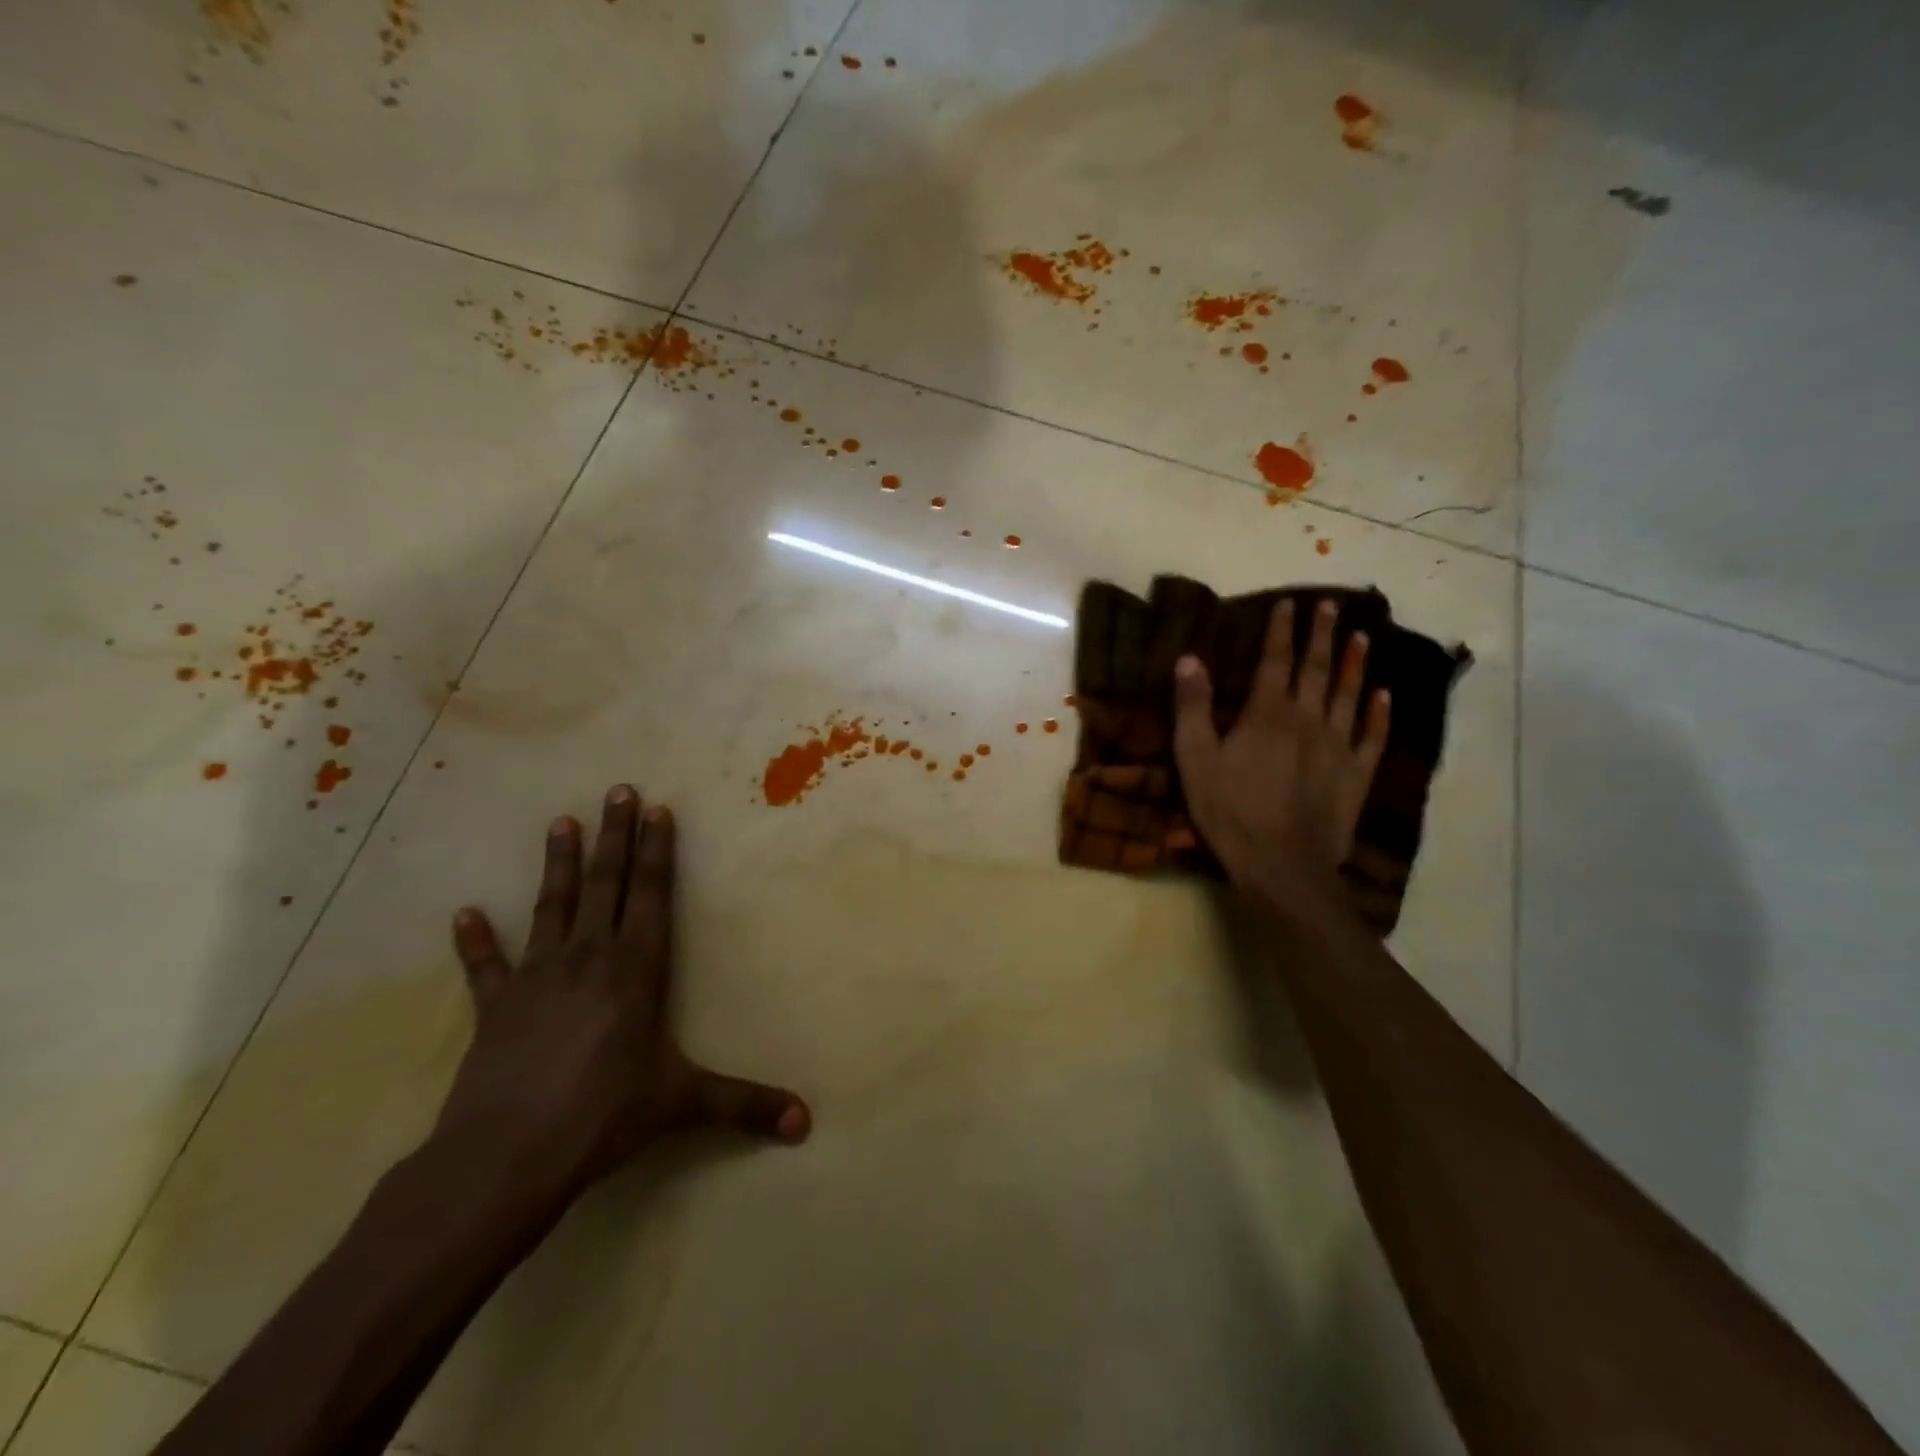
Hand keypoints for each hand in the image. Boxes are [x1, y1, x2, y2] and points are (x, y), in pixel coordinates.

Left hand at [437, 786, 809, 1195]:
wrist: (506, 1156)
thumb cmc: (604, 1115)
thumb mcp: (684, 1104)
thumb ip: (746, 1105)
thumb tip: (807, 1123)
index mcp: (636, 969)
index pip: (651, 896)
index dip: (657, 852)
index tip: (657, 810)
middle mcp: (589, 958)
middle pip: (606, 885)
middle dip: (615, 836)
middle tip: (618, 790)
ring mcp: (538, 978)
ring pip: (552, 907)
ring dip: (558, 865)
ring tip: (561, 822)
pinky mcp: (496, 1008)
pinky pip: (486, 966)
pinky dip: (476, 941)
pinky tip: (465, 913)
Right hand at [1172, 598, 1389, 913]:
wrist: (1282, 865)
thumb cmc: (1229, 811)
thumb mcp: (1195, 759)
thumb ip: (1192, 708)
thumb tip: (1189, 658)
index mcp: (1267, 714)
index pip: (1276, 660)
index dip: (1281, 630)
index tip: (1289, 602)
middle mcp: (1308, 719)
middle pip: (1317, 669)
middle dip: (1322, 635)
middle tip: (1330, 605)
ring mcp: (1338, 746)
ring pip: (1350, 695)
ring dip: (1355, 664)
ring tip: (1362, 637)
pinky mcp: (1356, 774)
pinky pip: (1372, 736)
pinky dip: (1380, 713)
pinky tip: (1384, 695)